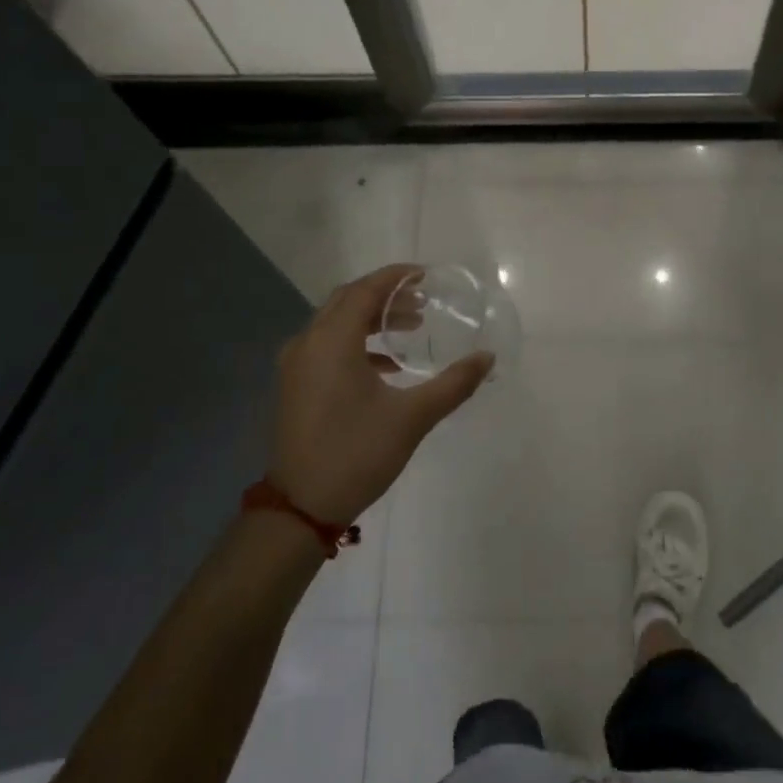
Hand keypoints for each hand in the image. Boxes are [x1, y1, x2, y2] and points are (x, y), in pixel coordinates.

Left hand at [268, 264, 491, 524]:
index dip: (396, 277)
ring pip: (336, 323)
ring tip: (411, 327)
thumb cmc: (357, 454)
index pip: (365, 290)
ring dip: (372, 318)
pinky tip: (387, 365)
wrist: (301, 507)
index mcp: (332, 342)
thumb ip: (453, 383)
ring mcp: (296, 365)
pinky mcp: (295, 385)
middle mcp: (308, 343)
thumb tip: (487, 358)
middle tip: (422, 300)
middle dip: (385, 295)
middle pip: (347, 301)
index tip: (425, 275)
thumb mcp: (413, 417)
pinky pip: (327, 346)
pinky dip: (357, 343)